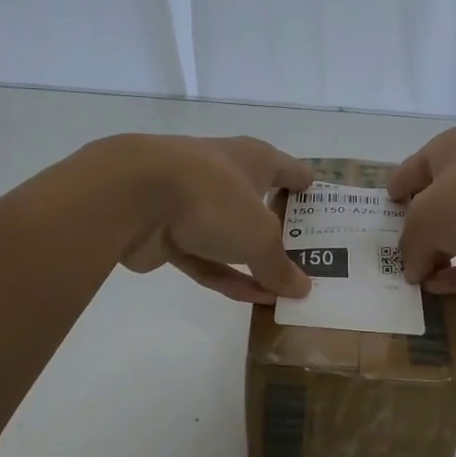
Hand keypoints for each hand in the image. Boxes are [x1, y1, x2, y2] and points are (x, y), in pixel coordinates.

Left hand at [108, 135, 314, 304]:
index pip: (290, 170)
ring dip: (254, 262)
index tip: (324, 207)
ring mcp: (193, 203)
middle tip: (309, 258)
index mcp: (253, 159)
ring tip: (283, 289)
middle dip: (280, 230)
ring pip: (231, 236)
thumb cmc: (212, 197)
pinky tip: (252, 298)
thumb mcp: (259, 236)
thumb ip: (279, 265)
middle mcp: (225, 174)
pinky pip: (207, 258)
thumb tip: (302, 289)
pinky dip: (227, 276)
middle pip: (259, 204)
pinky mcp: (168, 233)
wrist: (131, 198)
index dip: (307, 188)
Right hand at [388, 128, 455, 293]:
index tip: (384, 214)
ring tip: (418, 279)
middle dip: (421, 228)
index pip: (413, 169)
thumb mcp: (423, 221)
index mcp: (451, 149)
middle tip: (400, 253)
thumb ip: (410, 245)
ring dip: (443, 254)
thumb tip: (412, 268)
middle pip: (441, 199)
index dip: (396, 191)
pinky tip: (441, 291)